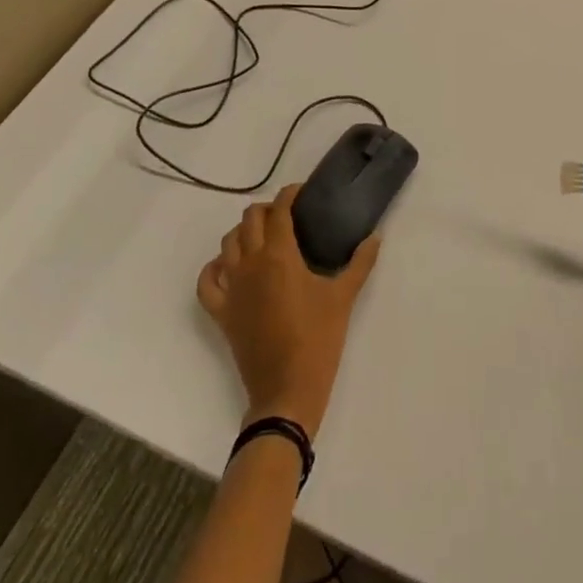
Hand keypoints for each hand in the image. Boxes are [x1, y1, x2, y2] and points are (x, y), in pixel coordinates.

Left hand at [196, 184, 380, 437]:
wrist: (287, 390)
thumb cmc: (319, 339)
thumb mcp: (344, 297)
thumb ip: (361, 263)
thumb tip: (376, 237)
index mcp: (280, 255)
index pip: (279, 210)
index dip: (289, 194)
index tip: (302, 192)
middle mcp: (251, 263)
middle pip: (249, 220)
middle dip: (266, 210)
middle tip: (286, 216)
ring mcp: (232, 288)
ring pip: (227, 244)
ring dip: (242, 233)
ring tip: (262, 237)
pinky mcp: (222, 312)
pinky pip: (207, 282)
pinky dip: (214, 268)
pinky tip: (229, 267)